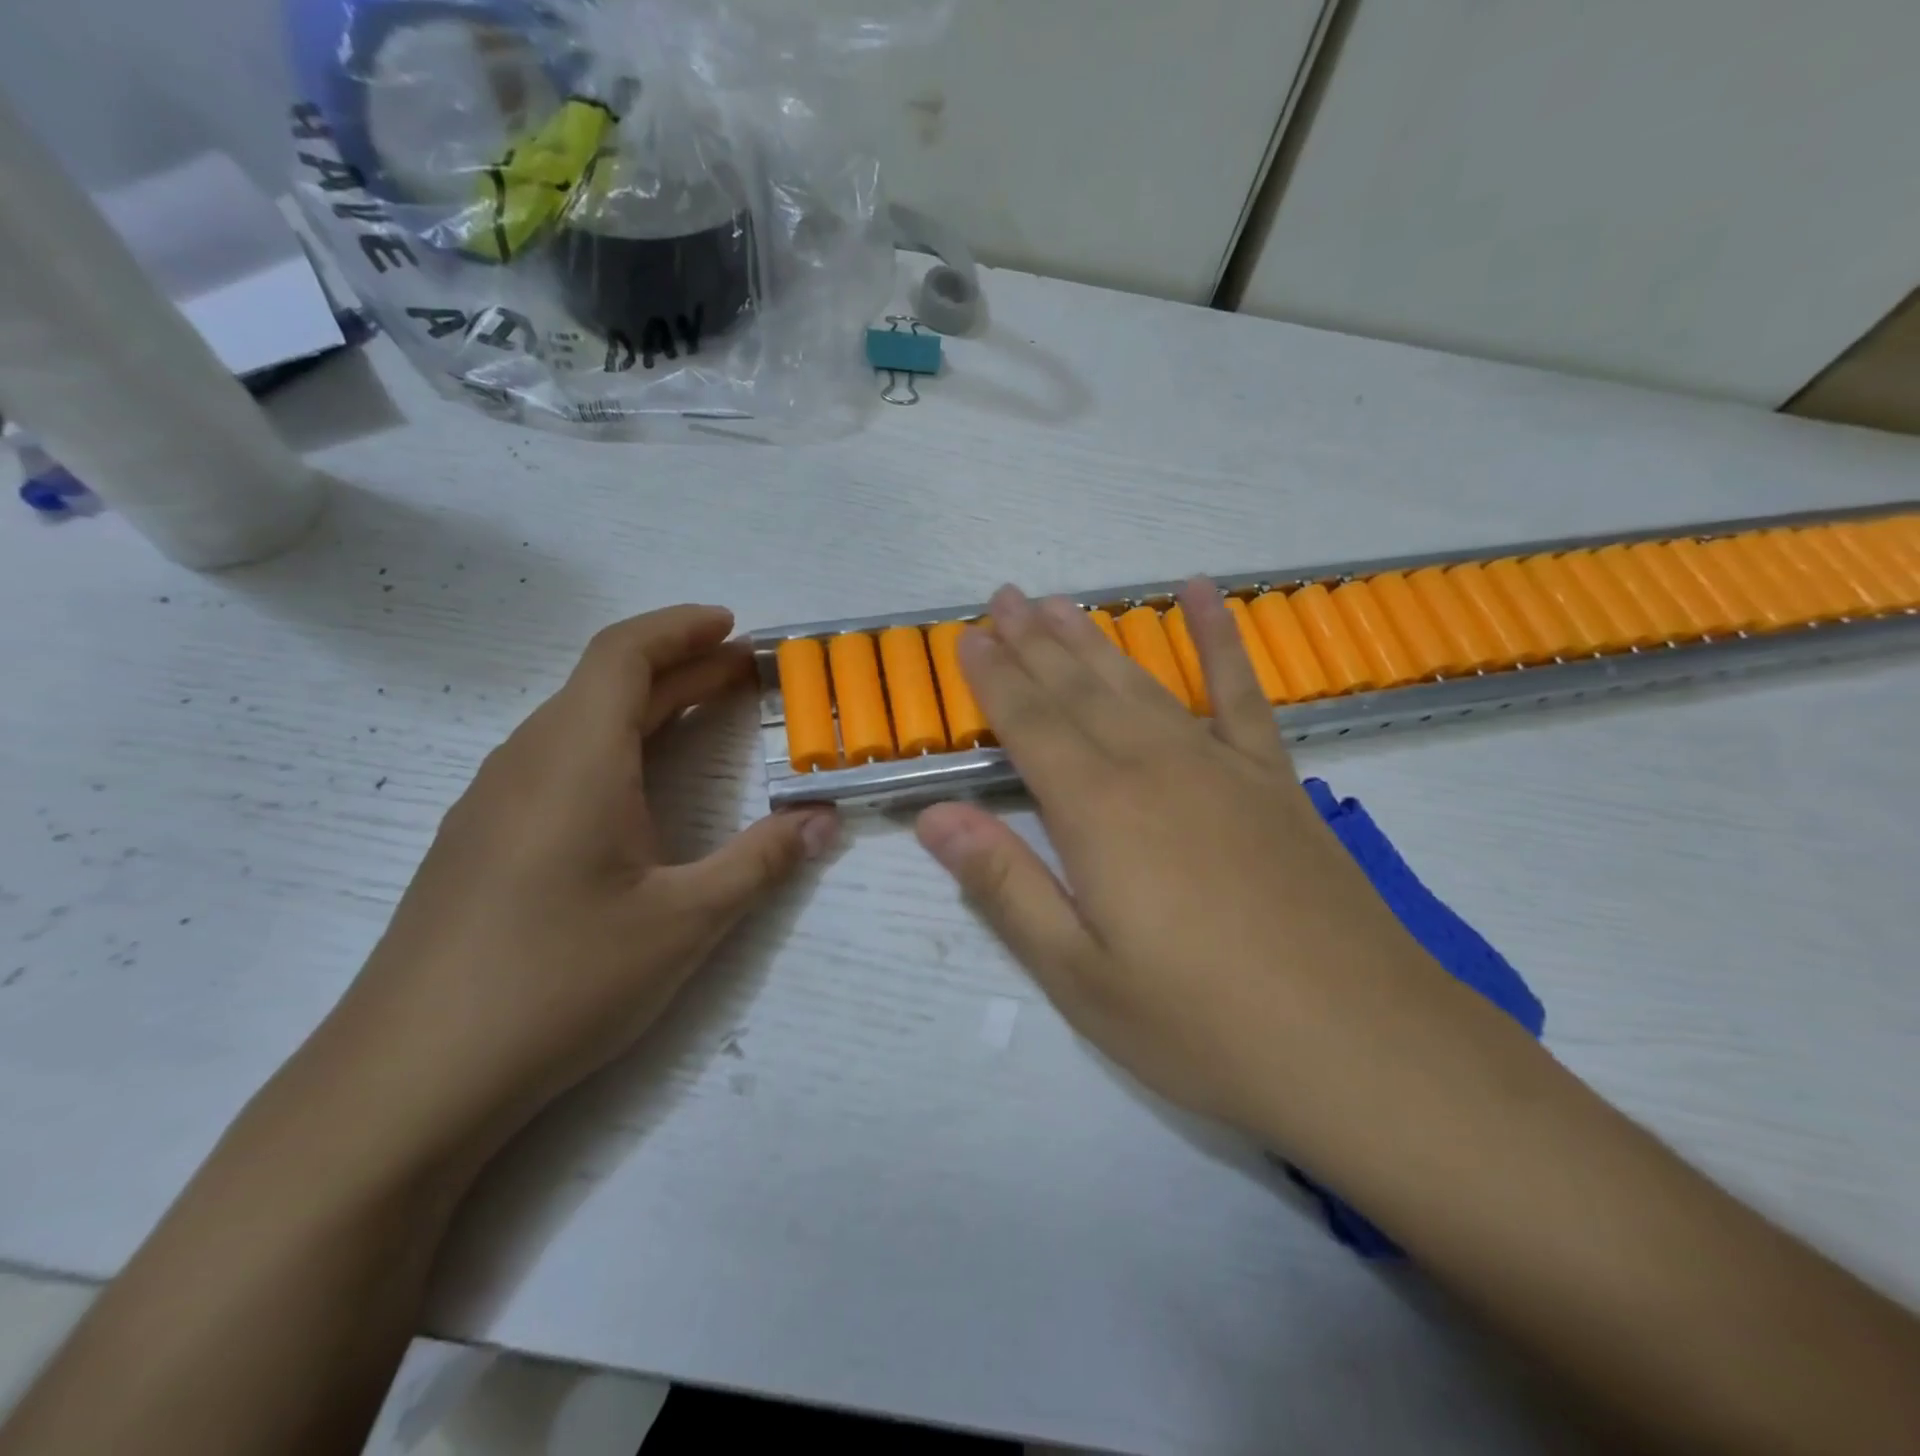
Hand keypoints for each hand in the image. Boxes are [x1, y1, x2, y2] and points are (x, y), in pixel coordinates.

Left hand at [320, 606, 836, 1161]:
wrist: (409, 1080)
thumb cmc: (558, 982)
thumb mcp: (684, 923)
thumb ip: (762, 862)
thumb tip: (824, 821)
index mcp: (575, 760)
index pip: (624, 654)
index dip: (681, 627)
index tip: (736, 628)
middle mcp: (527, 763)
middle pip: (606, 684)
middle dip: (682, 668)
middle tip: (748, 677)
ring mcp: (493, 803)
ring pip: (578, 724)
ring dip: (647, 707)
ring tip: (705, 717)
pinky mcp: (480, 843)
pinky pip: (556, 762)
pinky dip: (614, 746)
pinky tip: (637, 790)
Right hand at [915, 581, 1477, 1150]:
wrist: (1361, 1045)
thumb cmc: (1201, 1025)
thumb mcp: (1078, 976)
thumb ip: (1004, 885)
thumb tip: (934, 817)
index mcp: (1098, 812)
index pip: (1029, 725)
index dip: (994, 679)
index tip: (967, 639)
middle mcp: (1154, 767)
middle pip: (1078, 690)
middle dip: (1033, 642)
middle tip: (1002, 598)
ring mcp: (1221, 766)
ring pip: (1140, 683)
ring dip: (1093, 639)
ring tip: (1059, 603)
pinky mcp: (1275, 779)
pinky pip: (1240, 691)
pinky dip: (1219, 637)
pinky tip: (1203, 593)